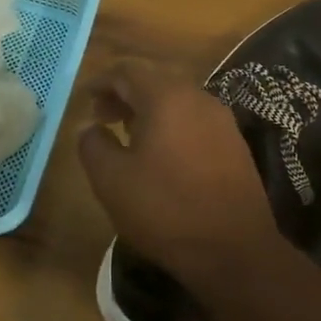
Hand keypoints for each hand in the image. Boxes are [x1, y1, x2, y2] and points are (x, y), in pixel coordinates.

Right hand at [78, 61, 276, 281]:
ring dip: (148, 109)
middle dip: (125, 93)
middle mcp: (197, 97)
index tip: (85, 99)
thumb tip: (89, 126)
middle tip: (102, 116)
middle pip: (154, 79)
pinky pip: (194, 118)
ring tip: (127, 134)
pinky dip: (171, 123)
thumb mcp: (112, 180)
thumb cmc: (166, 209)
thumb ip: (93, 144)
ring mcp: (220, 119)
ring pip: (177, 99)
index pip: (127, 70)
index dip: (102, 81)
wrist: (234, 249)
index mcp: (166, 96)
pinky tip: (160, 153)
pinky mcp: (234, 143)